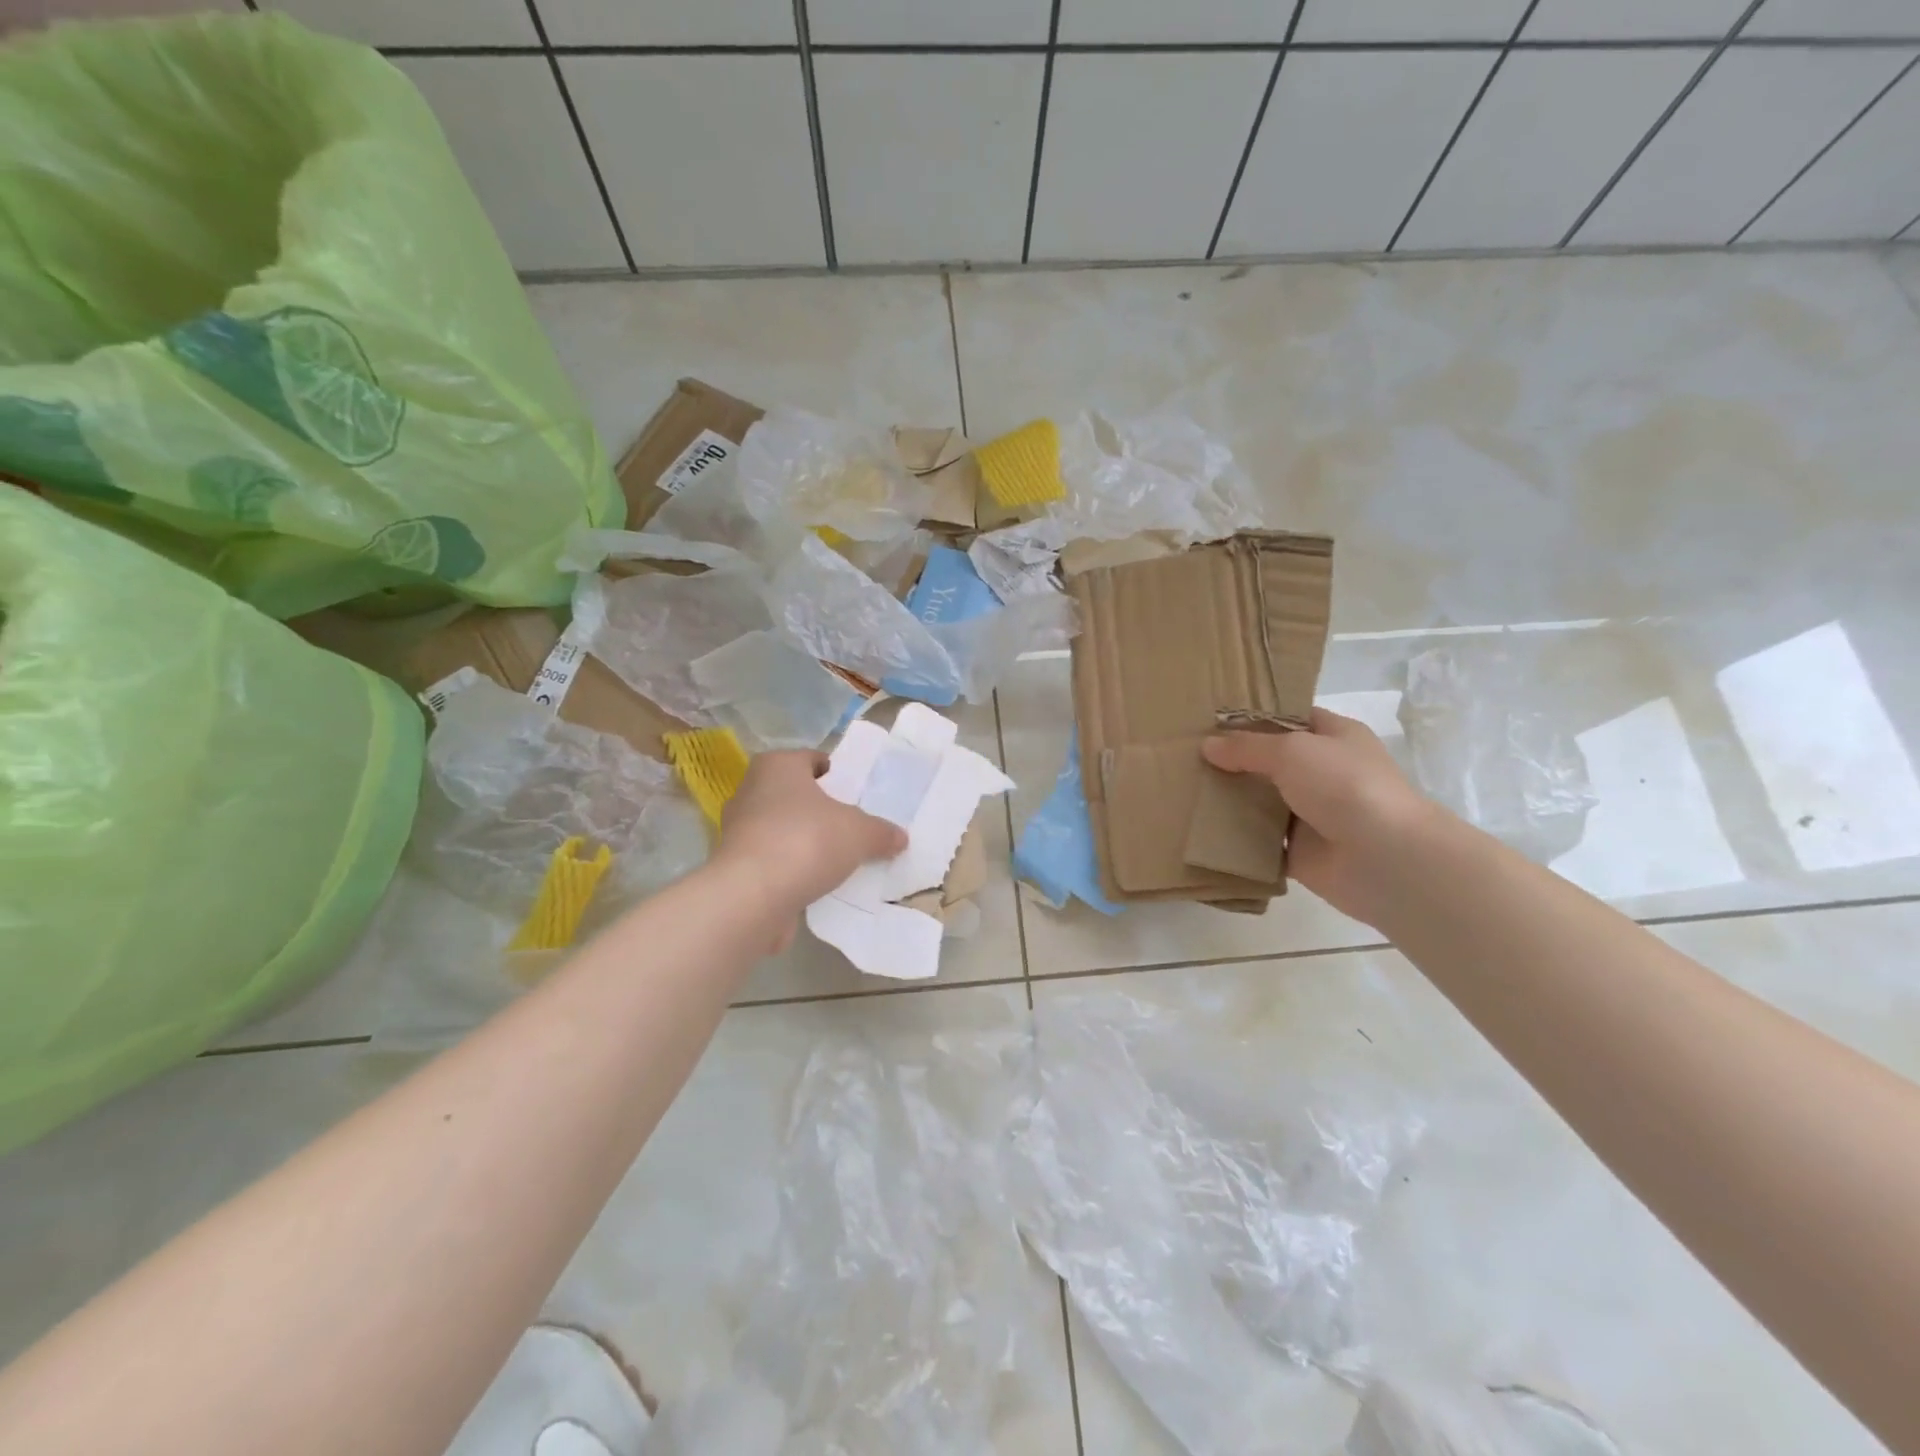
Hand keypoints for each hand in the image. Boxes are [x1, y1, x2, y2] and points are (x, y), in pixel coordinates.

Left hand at [715, 750, 906, 949]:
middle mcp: (751, 790)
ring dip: (803, 840)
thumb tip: (900, 837)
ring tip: (835, 857)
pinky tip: (814, 882)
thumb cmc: (807, 841)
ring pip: (780, 828)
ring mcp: (738, 829)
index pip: (810, 759)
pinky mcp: (734, 865)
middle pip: (793, 793)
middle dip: (818, 808)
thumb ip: (881, 832)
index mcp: (778, 766)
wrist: (752, 896)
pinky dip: (790, 867)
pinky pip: (772, 859)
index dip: (834, 773)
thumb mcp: (859, 833)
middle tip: (849, 824)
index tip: (853, 793)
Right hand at [1202, 709, 1433, 927]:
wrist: (1383, 857)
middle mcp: (1324, 772)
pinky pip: (1259, 840)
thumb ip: (1246, 747)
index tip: (1210, 721)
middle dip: (1232, 760)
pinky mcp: (1299, 851)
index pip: (1289, 718)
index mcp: (1334, 737)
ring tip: (1184, 790)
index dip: (1252, 717)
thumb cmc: (1343, 785)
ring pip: (1261, 801)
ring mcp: (1312, 813)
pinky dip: (1235, 838)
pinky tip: (1199, 829)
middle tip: (1185, 756)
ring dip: (1230, 799)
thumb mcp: (1291, 750)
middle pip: (1269, 761)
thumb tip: (1208, 746)